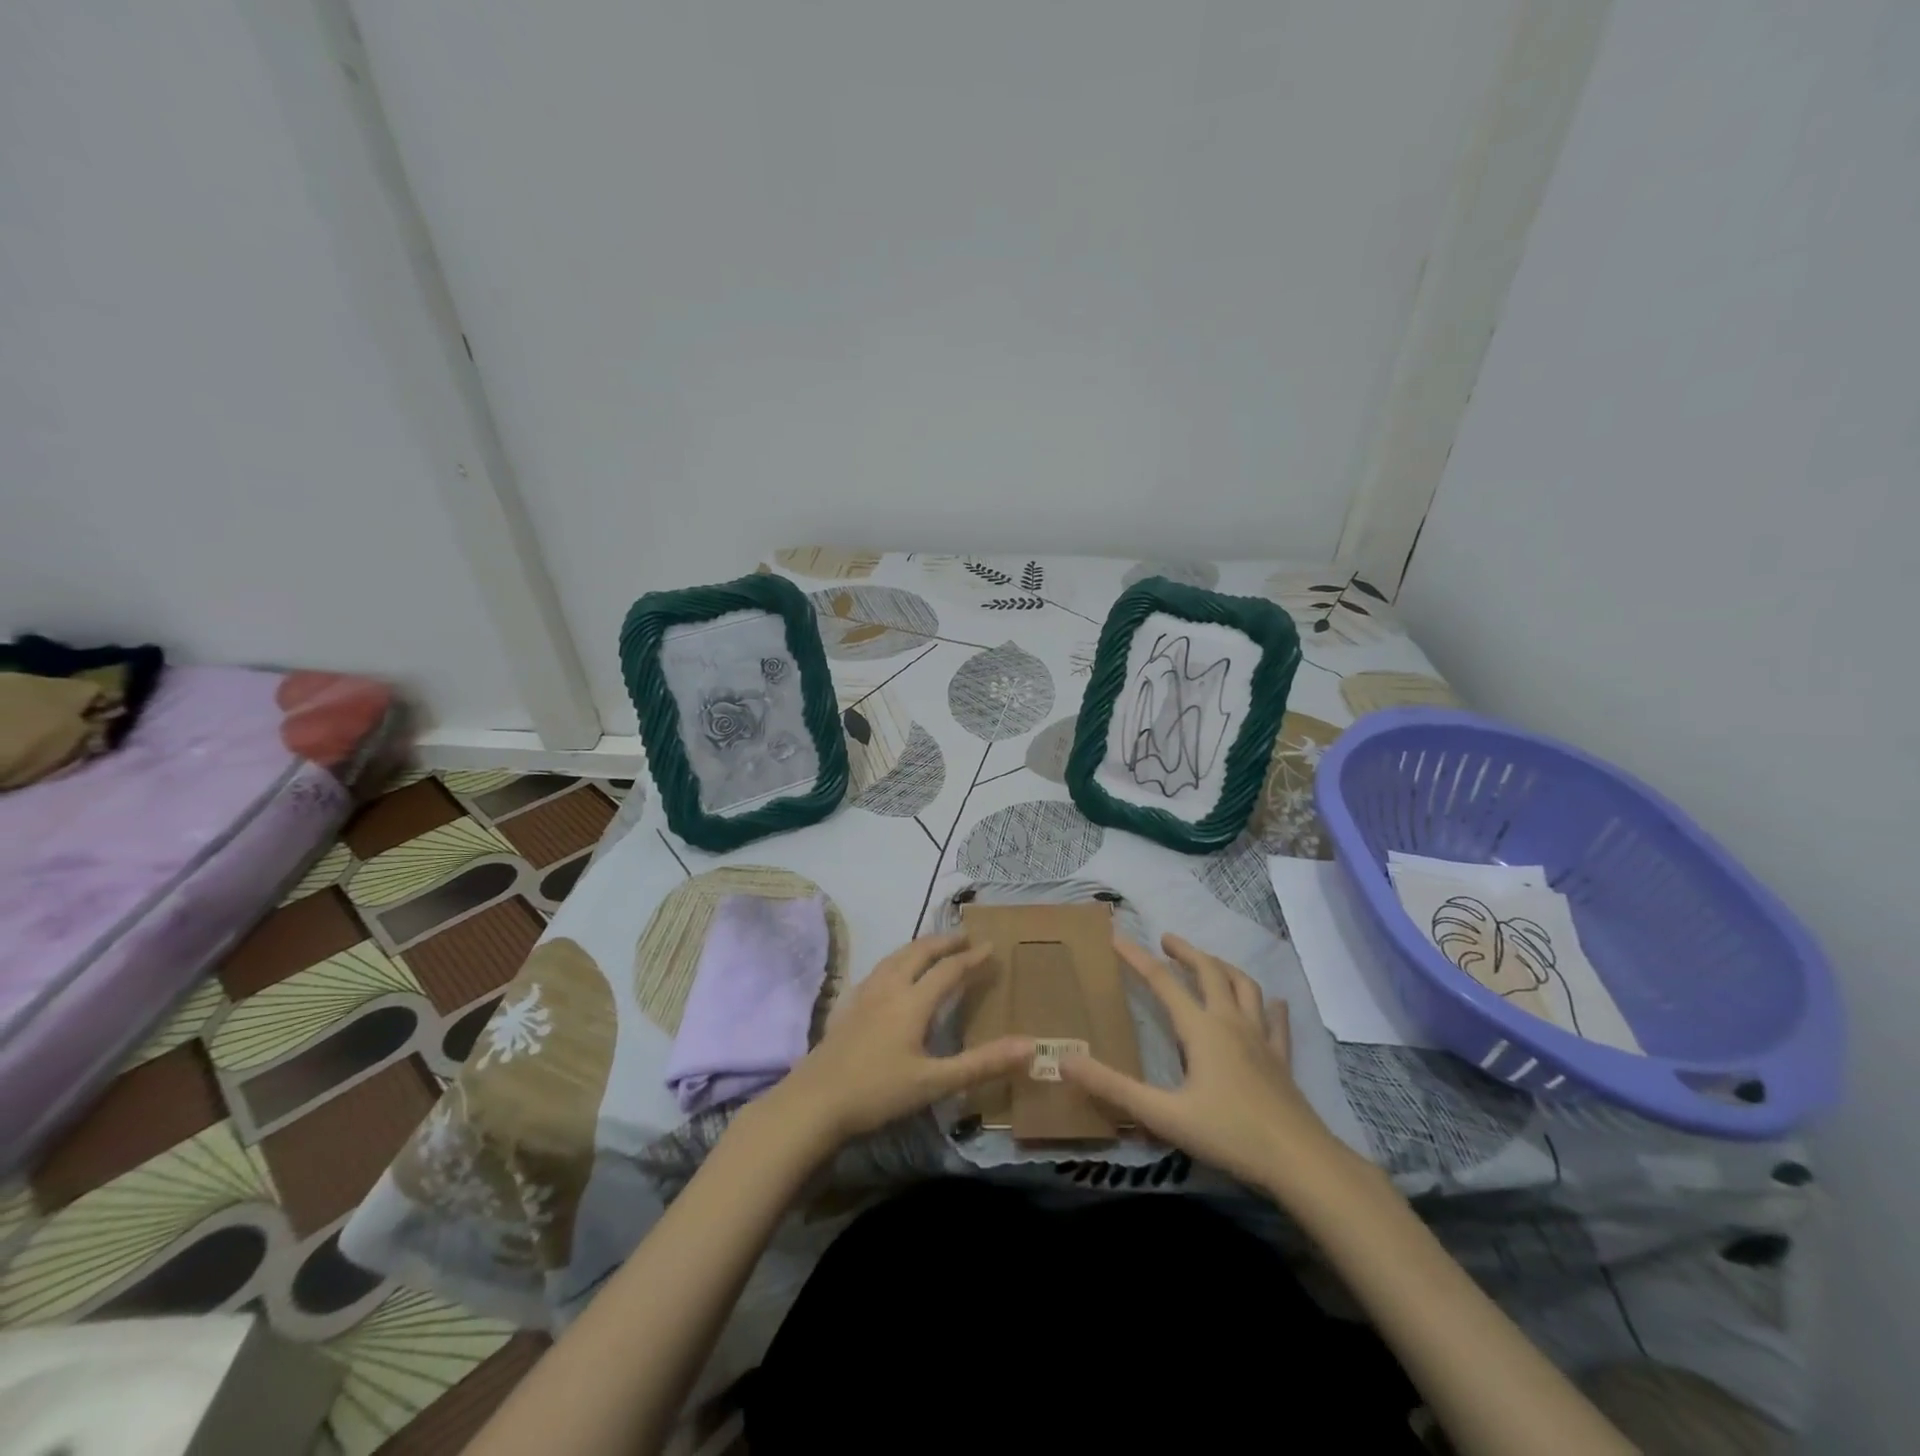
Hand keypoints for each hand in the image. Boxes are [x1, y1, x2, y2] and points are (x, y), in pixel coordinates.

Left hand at [767, 932, 1033, 1150]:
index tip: (991, 946)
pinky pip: (876, 970)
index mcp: (912, 1002)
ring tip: (931, 947)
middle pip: (918, 953)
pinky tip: (889, 976)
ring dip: (918, 947)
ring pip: (894, 957)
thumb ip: (982, 1064)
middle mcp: (889, 988)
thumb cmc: (878, 1092)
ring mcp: (863, 995)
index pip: (949, 970)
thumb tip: (1030, 1046)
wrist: (814, 1102)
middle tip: (963, 937)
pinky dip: (894, 962)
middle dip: (943, 942)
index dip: (972, 958)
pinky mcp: (846, 1006)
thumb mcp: (935, 1082)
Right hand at [1061, 934, 1354, 1193]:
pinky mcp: (1281, 1060)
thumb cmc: (1229, 1134)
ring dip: (1223, 967)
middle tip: (1166, 939)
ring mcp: (1261, 1039)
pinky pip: (1276, 1023)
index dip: (1136, 957)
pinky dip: (1270, 1006)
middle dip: (1186, 952)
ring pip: (1244, 987)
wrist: (1300, 1162)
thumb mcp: (1163, 1115)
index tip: (1116, 936)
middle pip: (1209, 972)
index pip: (1161, 981)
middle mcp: (1230, 1023)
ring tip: (1210, 962)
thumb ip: (1114, 1088)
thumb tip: (1066, 1062)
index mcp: (1200, 1029)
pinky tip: (1273, 1003)